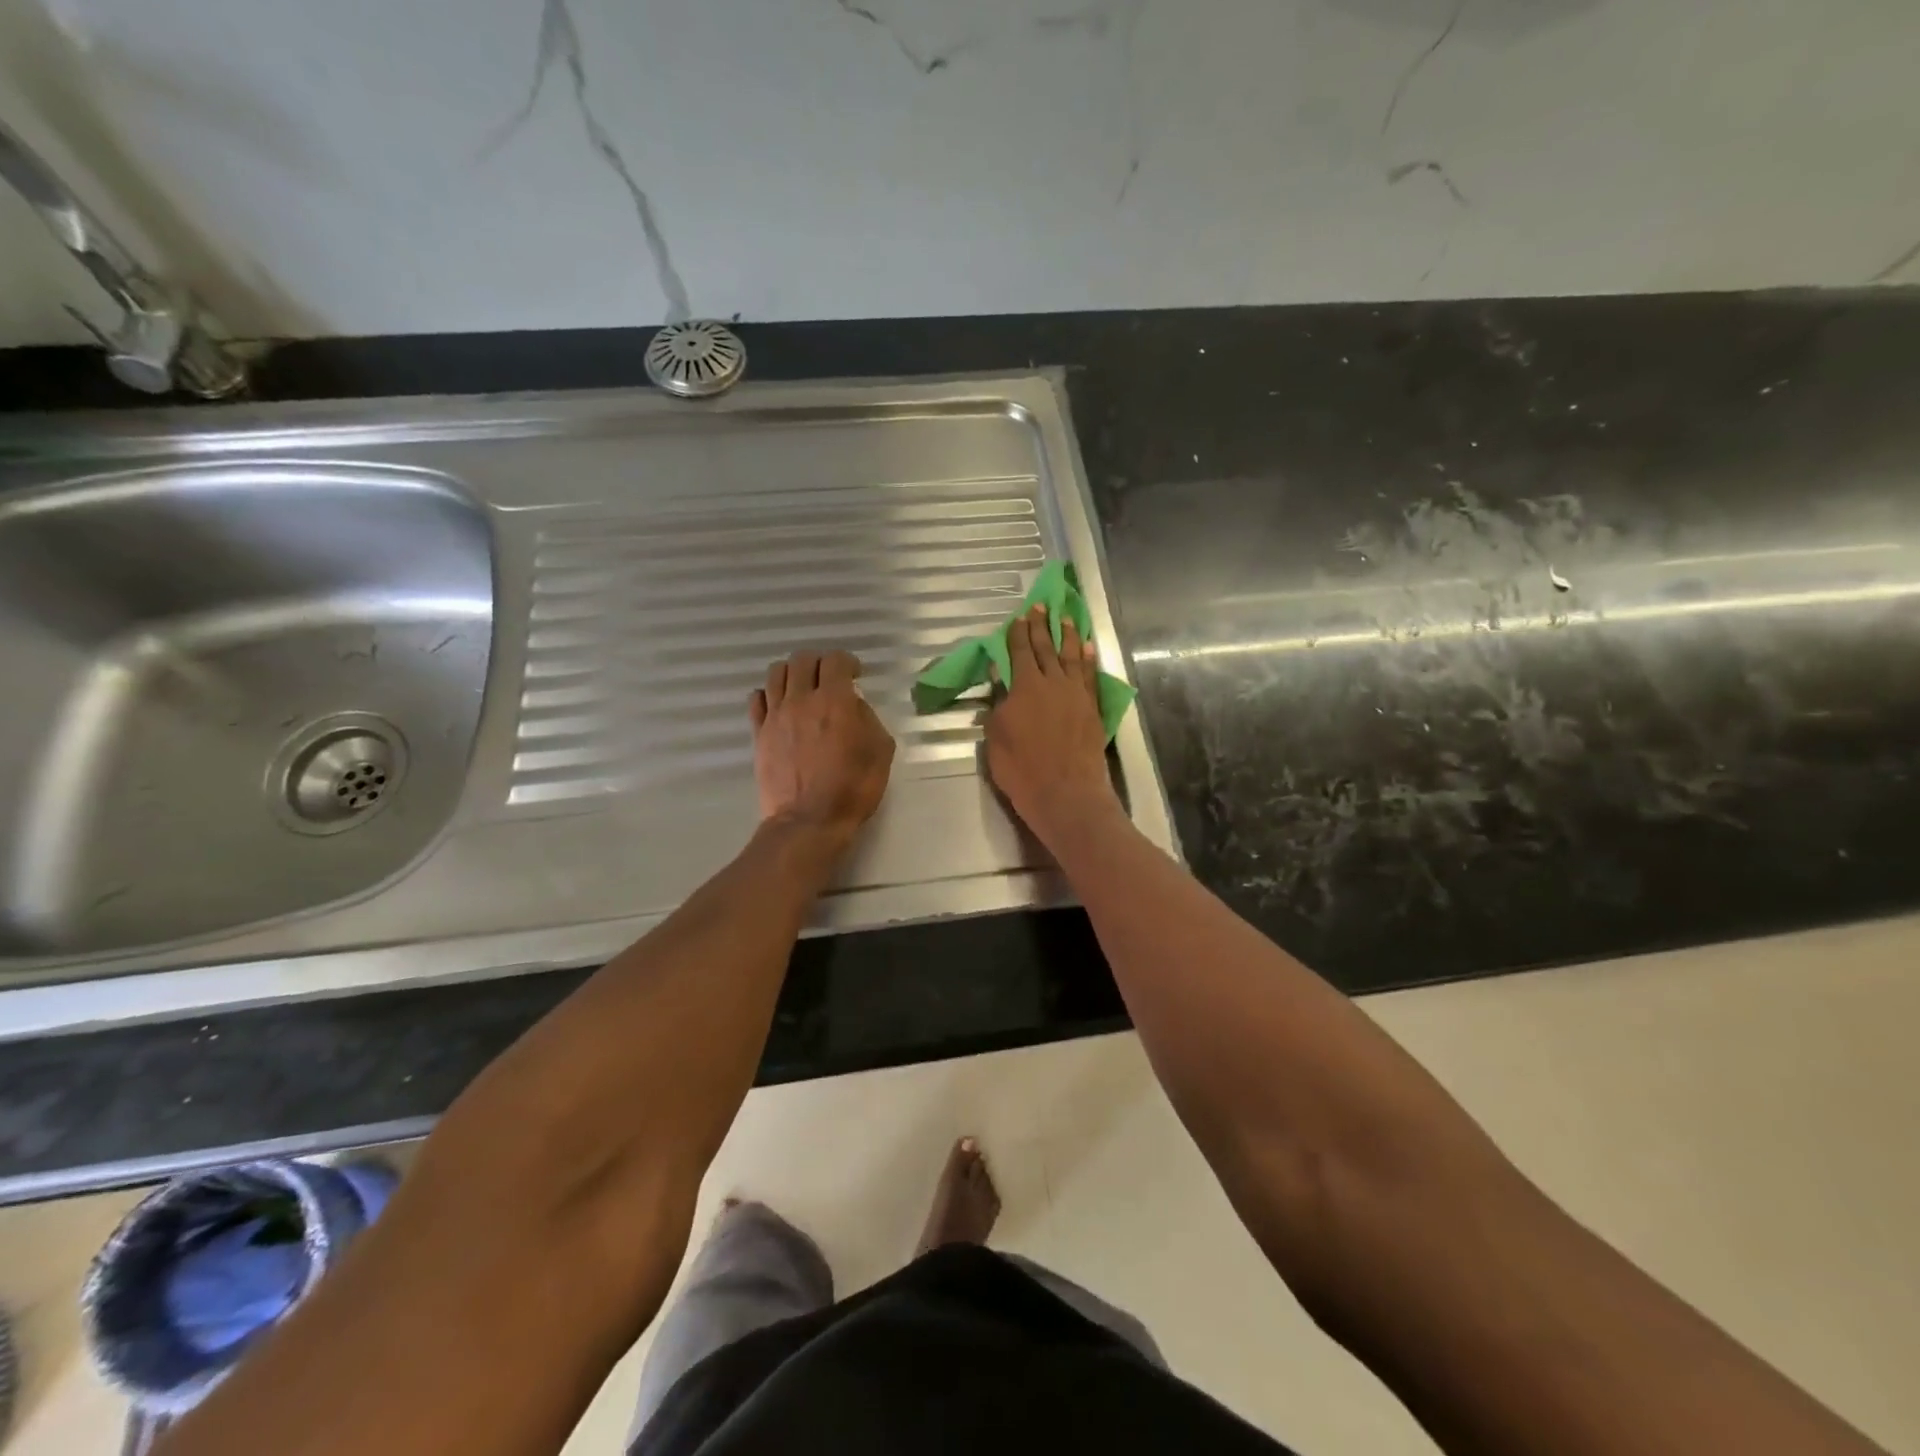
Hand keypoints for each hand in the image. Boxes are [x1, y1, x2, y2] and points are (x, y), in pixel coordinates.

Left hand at [750, 649, 895, 843]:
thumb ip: (868, 719)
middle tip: (830, 678)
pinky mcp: (759, 733)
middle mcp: (801, 699)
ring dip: (793, 673)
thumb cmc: (852, 788)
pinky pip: (757, 699)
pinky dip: (769, 694)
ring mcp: (776, 715)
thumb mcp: (880, 752)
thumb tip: (854, 705)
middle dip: (820, 662)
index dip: (848, 662)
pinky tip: (780, 706)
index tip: (855, 674)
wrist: (809, 820)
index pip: (836, 660)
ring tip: (802, 687)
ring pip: (776, 672)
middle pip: (803, 659)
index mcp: (835, 701)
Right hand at [985, 606, 1120, 846]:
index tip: (1019, 617)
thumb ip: (998, 703)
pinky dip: (1088, 659)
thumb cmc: (1022, 768)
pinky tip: (1087, 648)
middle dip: (1041, 626)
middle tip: (1041, 606)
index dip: (1018, 633)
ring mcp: (1076, 694)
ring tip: (1065, 618)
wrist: (1065, 792)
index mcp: (1025, 687)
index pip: (1019, 652)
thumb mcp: (996, 737)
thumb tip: (999, 675)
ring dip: (1067, 636)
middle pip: (1046, 648)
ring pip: (1071, 656)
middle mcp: (1053, 683)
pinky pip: (1090, 676)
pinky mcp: (1092, 708)